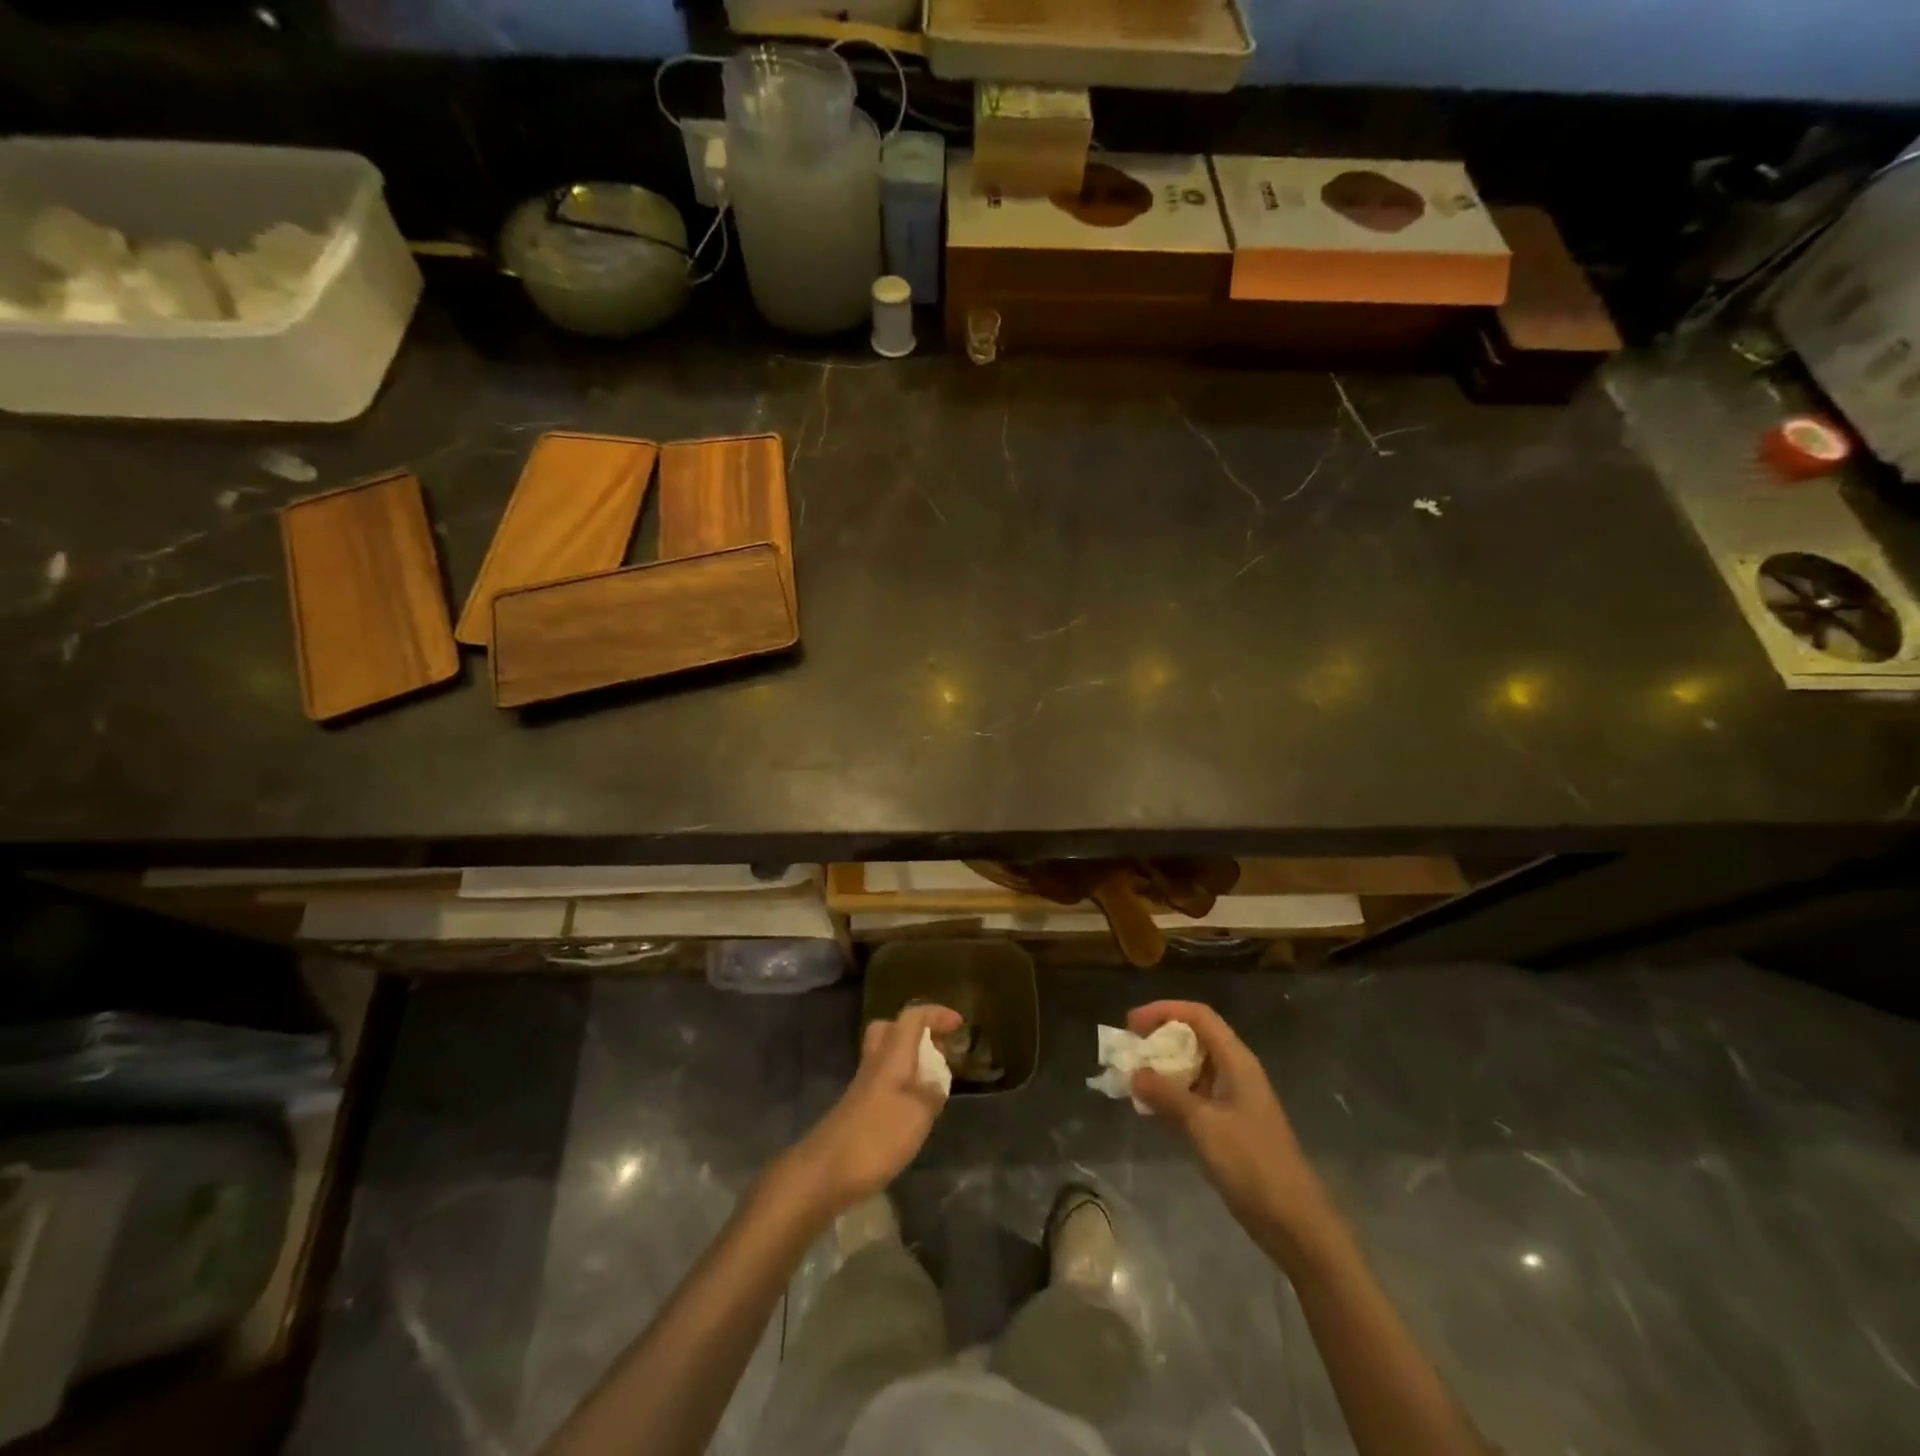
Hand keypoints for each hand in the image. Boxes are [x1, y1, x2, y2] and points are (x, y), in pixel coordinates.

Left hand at [776, 1003, 961, 1219]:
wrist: (824, 1172)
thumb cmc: (876, 1138)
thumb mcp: (918, 1115)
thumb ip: (932, 1093)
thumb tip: (936, 1081)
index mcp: (892, 1056)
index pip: (912, 1018)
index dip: (936, 1014)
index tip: (959, 1024)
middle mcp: (875, 1063)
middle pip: (891, 1029)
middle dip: (918, 1032)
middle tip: (940, 1050)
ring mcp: (863, 1086)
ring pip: (887, 1054)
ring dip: (911, 1058)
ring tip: (934, 1081)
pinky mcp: (857, 1108)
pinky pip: (884, 1079)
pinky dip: (902, 1083)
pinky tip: (914, 1108)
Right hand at [1128, 1001, 1332, 1260]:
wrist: (1294, 1222)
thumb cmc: (1252, 1163)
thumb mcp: (1204, 1124)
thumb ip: (1167, 1094)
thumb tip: (1134, 1073)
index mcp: (1236, 1061)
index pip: (1198, 1016)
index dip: (1164, 1011)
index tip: (1131, 1023)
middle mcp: (1235, 1072)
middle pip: (1195, 1038)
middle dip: (1159, 1039)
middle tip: (1128, 1051)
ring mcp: (1234, 1099)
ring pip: (1193, 1068)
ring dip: (1162, 1069)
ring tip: (1131, 1078)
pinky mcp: (1230, 1125)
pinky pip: (1195, 1096)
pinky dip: (1171, 1095)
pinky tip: (1150, 1108)